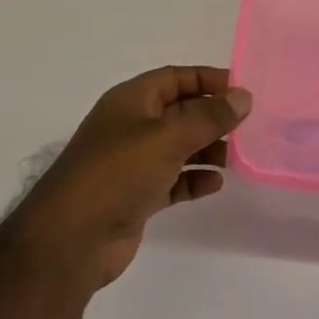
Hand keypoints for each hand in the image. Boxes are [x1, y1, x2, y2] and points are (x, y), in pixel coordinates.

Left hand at [7, 66, 250, 293]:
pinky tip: (216, 184)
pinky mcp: (136, 196)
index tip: (242, 90)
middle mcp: (131, 126)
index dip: (209, 79)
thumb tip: (243, 97)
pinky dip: (194, 179)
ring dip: (207, 148)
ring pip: (178, 146)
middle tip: (248, 126)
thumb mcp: (167, 137)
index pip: (176, 77)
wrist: (70, 240)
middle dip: (212, 116)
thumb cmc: (117, 173)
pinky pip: (173, 179)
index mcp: (131, 100)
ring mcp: (132, 163)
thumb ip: (209, 116)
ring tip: (237, 156)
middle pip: (180, 111)